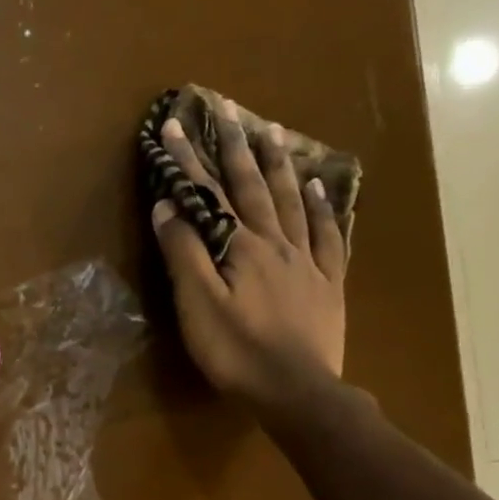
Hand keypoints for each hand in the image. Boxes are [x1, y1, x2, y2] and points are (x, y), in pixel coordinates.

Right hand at [151, 99, 346, 418]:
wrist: (296, 390)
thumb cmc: (237, 351)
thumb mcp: (198, 305)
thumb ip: (185, 254)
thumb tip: (169, 206)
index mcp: (241, 247)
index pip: (210, 195)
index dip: (191, 160)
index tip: (176, 125)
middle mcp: (276, 243)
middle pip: (255, 187)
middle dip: (237, 147)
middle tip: (230, 109)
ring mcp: (307, 261)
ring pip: (294, 201)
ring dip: (281, 165)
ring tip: (272, 132)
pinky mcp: (328, 283)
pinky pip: (329, 235)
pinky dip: (326, 208)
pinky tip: (324, 188)